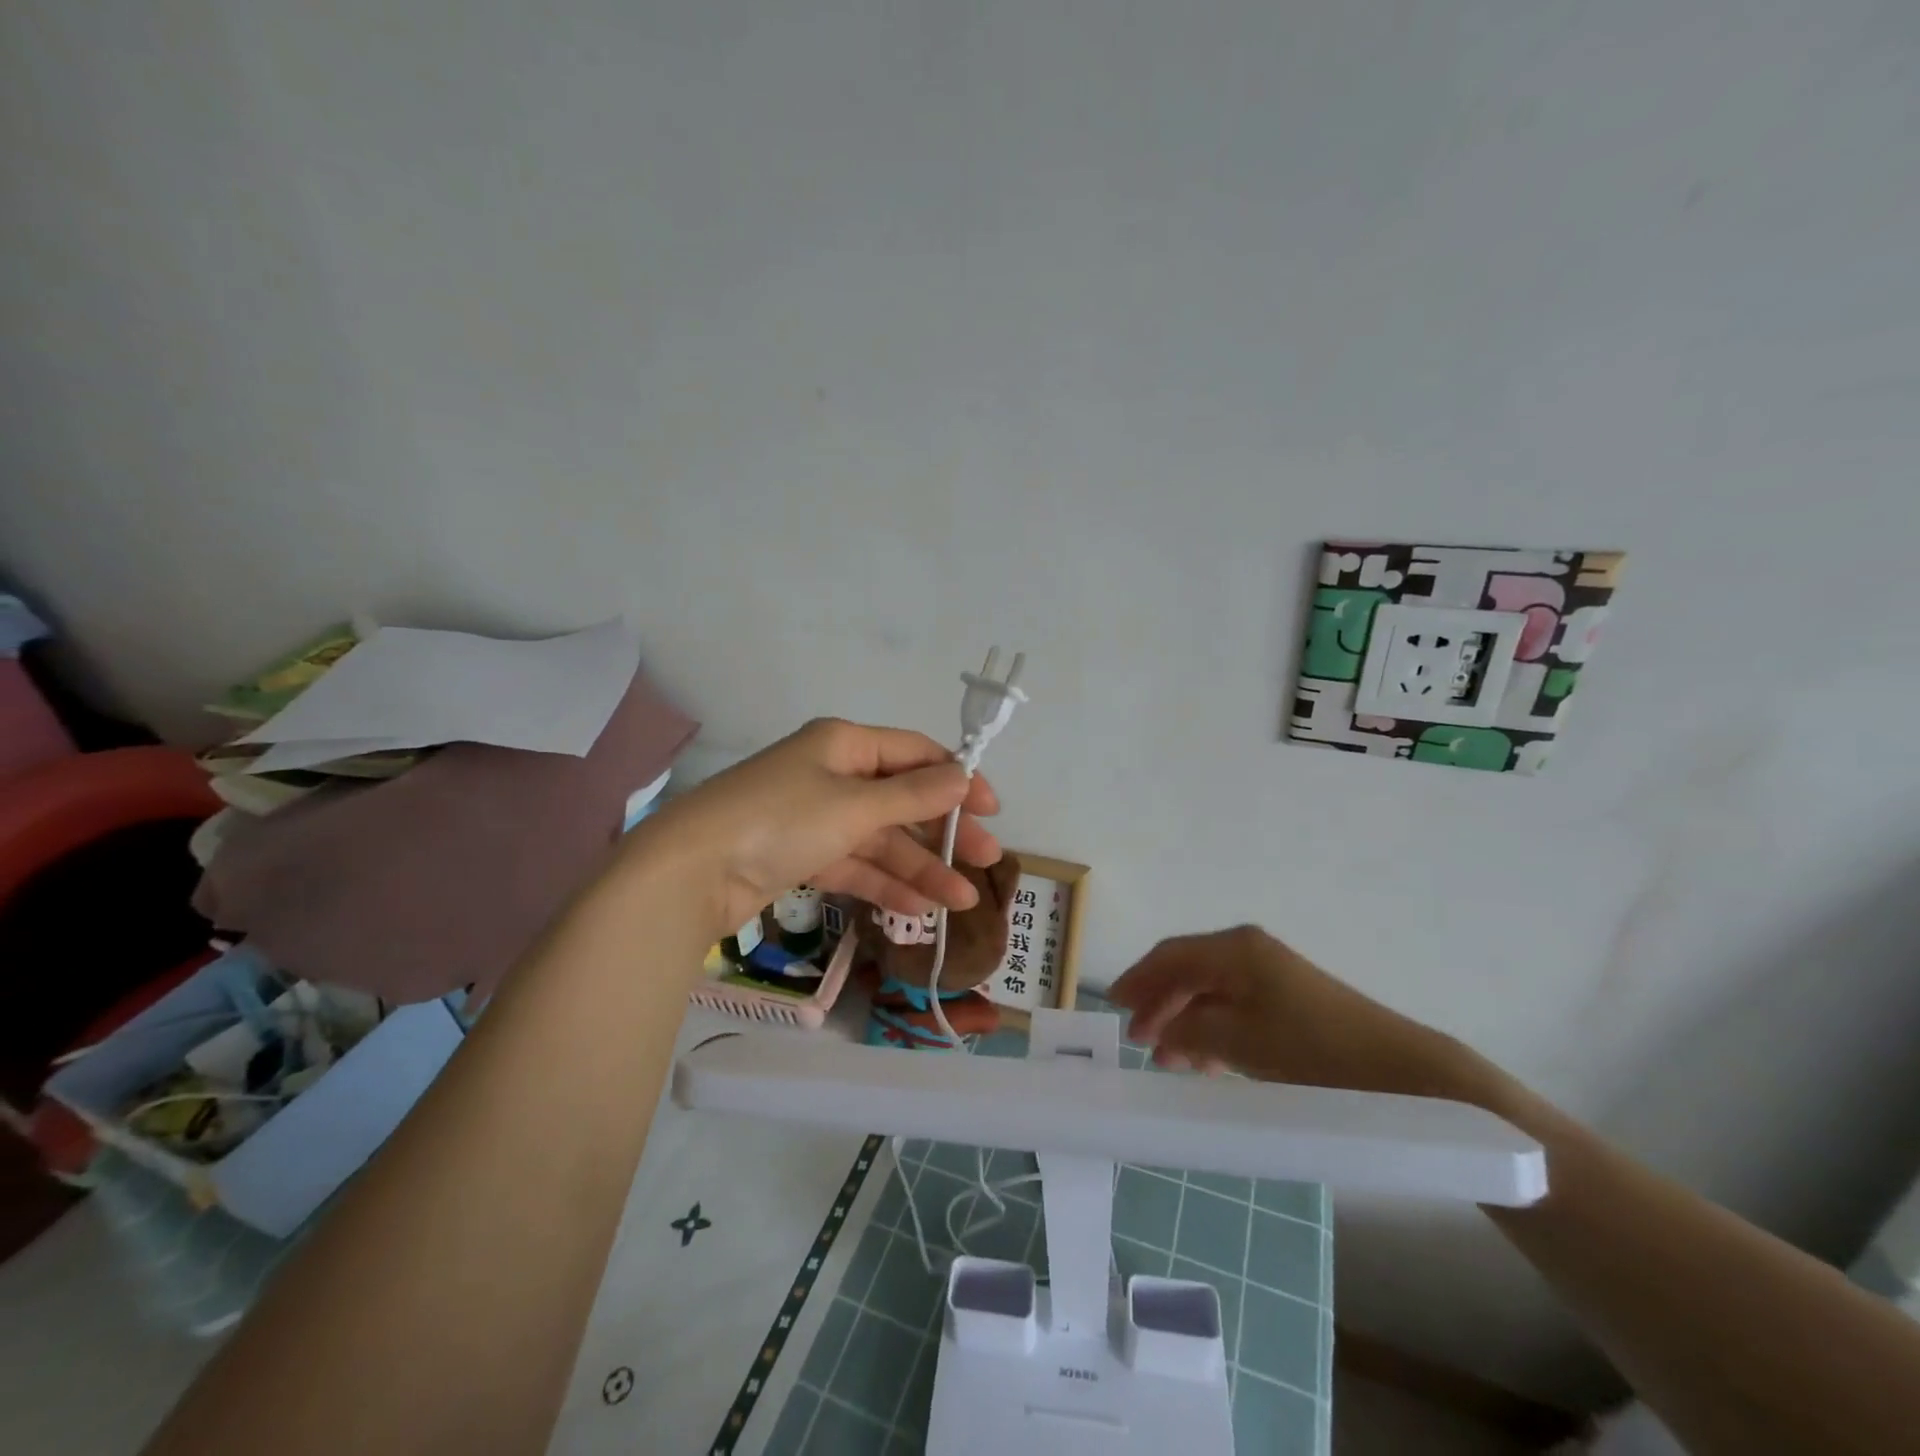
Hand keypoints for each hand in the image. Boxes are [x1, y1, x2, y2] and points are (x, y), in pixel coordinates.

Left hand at [630, 718, 1000, 936]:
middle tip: (986, 861)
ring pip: (881, 840)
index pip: (915, 753)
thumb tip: (964, 776)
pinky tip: (918, 912)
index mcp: (844, 744)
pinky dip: (884, 886)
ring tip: (959, 901)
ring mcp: (816, 818)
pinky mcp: (801, 856)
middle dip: (943, 831)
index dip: (957, 778)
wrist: (689, 873)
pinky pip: (854, 865)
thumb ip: (913, 795)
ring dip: (919, 869)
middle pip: (902, 801)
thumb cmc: (779, 820)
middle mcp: (832, 774)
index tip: (991, 809)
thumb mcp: (854, 805)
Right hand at [1108, 926, 1468, 1099]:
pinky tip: (1206, 1063)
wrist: (1401, 1073)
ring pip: (1211, 993)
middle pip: (1188, 971)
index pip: (1171, 956)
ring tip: (1168, 1060)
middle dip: (1160, 1004)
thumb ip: (1191, 1030)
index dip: (1138, 979)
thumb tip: (1160, 1030)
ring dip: (1185, 1022)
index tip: (1113, 1006)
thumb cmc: (1313, 1049)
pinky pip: (1235, 1008)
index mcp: (1235, 949)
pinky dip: (1213, 1031)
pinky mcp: (1289, 1002)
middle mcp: (1249, 952)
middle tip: (1138, 1040)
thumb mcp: (1240, 1041)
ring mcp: (1272, 976)